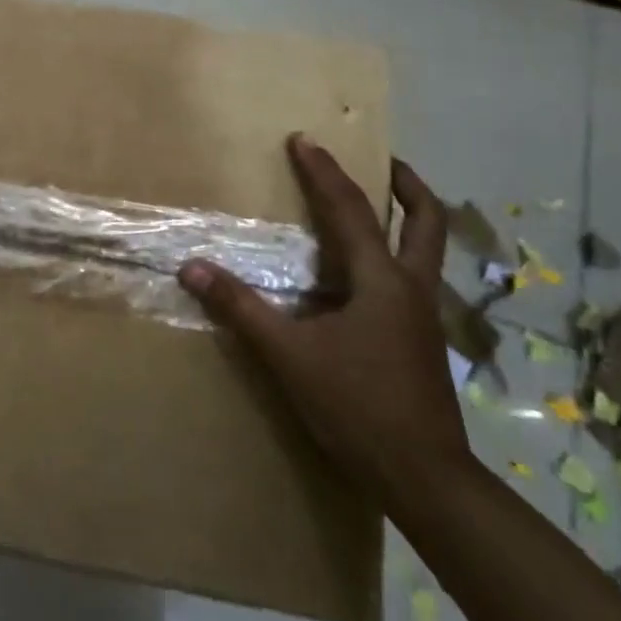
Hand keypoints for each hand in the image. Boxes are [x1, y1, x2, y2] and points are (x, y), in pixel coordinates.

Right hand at [178, 136, 465, 500]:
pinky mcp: (421, 340)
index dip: (324, 171)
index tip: (303, 139)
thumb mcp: (290, 356)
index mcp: (382, 281)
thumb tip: (193, 267)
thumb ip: (241, 308)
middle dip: (406, 183)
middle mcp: (411, 287)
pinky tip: (365, 273)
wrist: (427, 481)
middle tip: (382, 158)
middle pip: (426, 220)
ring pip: (426, 249)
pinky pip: (412, 277)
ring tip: (375, 203)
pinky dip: (393, 254)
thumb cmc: (359, 408)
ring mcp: (424, 315)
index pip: (350, 209)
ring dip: (406, 217)